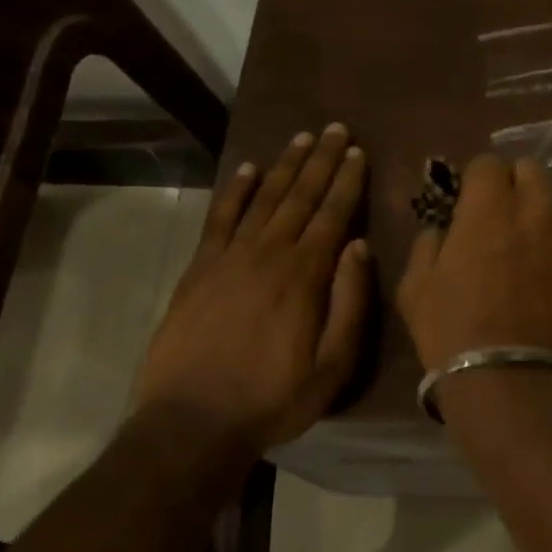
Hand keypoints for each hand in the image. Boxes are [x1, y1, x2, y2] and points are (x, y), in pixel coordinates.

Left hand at [133, 125, 370, 480]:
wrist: (191, 422)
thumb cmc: (273, 398)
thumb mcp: (333, 364)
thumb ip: (350, 302)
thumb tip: (360, 246)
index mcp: (305, 276)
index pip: (332, 215)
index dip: (347, 181)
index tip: (358, 153)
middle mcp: (268, 254)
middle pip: (300, 197)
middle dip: (321, 161)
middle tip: (336, 129)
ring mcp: (228, 258)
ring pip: (263, 199)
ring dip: (285, 166)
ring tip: (302, 138)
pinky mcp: (198, 269)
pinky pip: (219, 218)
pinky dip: (234, 191)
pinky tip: (248, 169)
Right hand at [397, 154, 551, 372]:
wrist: (513, 380)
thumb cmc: (453, 331)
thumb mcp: (415, 286)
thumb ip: (428, 244)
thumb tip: (441, 230)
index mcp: (490, 207)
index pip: (488, 163)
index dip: (477, 181)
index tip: (471, 203)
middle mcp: (537, 211)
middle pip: (532, 173)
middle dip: (516, 187)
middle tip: (503, 220)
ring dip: (543, 221)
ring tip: (532, 257)